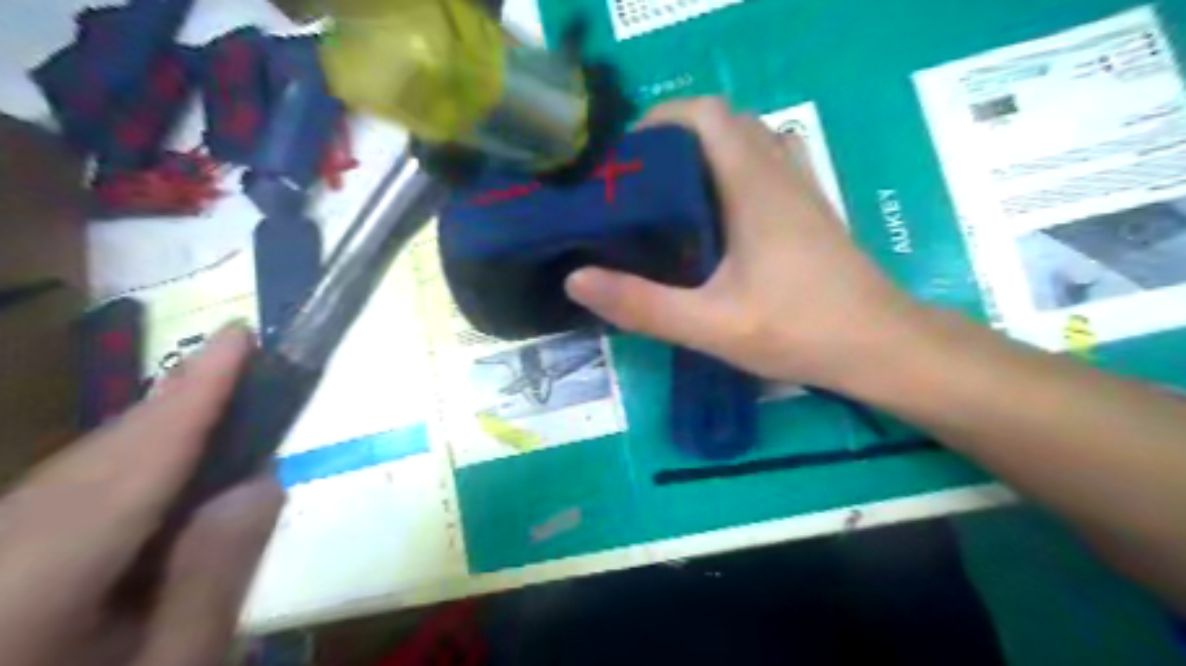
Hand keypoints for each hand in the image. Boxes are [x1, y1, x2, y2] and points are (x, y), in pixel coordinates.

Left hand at [0, 328, 281, 665]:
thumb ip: (212, 580)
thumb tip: (260, 482)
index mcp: (20, 591)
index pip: (129, 470)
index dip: (193, 398)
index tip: (239, 336)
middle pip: (95, 461)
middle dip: (179, 408)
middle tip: (249, 365)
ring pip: (72, 475)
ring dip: (156, 438)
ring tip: (222, 410)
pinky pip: (55, 499)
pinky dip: (123, 473)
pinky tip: (164, 477)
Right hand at [565, 100, 924, 390]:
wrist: (882, 348)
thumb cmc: (800, 330)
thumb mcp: (712, 325)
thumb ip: (643, 304)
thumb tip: (576, 279)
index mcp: (754, 185)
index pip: (708, 114)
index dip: (662, 119)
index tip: (626, 155)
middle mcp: (780, 174)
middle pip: (725, 123)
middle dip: (676, 139)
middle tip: (638, 181)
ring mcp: (800, 191)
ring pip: (747, 144)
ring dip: (704, 155)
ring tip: (666, 198)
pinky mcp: (808, 213)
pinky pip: (763, 170)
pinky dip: (730, 175)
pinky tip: (711, 223)